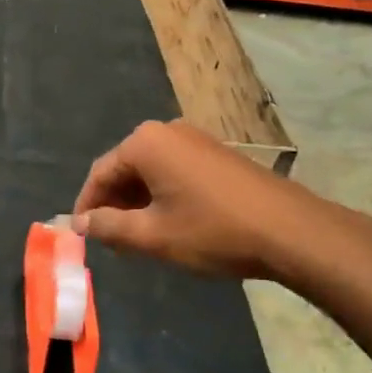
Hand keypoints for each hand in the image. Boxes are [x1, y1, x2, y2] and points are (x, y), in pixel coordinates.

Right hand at [72, 119, 338, 279]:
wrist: (289, 230)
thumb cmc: (213, 231)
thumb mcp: (152, 235)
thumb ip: (109, 226)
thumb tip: (81, 222)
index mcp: (145, 143)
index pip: (99, 173)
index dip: (87, 206)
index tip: (82, 235)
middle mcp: (167, 131)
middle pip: (124, 168)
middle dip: (113, 204)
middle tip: (110, 241)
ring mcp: (196, 140)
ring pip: (150, 172)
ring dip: (137, 203)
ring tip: (137, 238)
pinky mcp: (216, 154)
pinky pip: (174, 171)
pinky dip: (162, 196)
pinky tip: (169, 225)